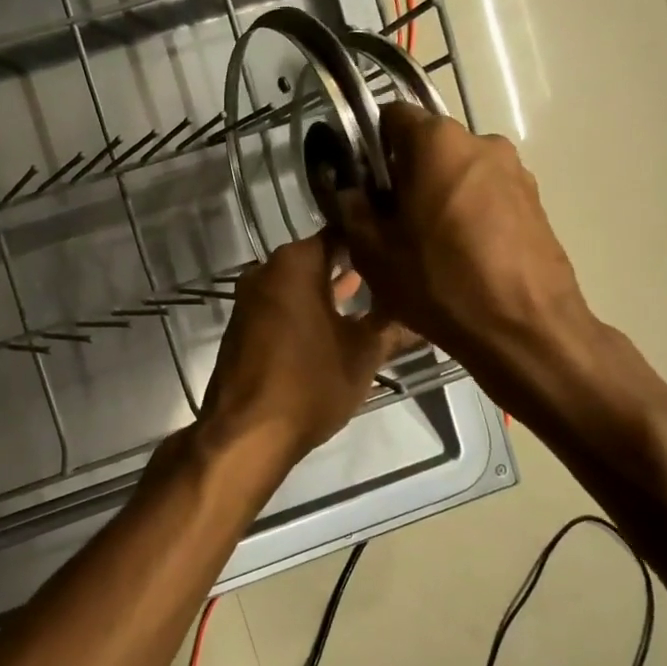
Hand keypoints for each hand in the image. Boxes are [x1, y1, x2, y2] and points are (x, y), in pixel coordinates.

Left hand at [198, 234, 413, 464]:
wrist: (247, 431)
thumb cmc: (311, 383)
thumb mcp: (364, 353)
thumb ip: (393, 326)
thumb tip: (423, 313)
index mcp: (295, 263)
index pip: (341, 234)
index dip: (373, 240)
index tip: (402, 248)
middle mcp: (267, 270)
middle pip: (317, 257)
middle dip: (353, 266)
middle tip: (395, 274)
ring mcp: (250, 298)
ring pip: (298, 282)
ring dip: (330, 290)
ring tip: (373, 298)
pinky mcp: (243, 325)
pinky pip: (282, 304)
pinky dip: (307, 308)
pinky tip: (336, 323)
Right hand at [326, 102, 603, 420]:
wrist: (525, 329)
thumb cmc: (439, 282)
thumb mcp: (373, 251)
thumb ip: (352, 210)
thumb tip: (350, 192)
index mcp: (437, 142)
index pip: (392, 115)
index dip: (370, 145)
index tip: (364, 183)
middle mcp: (481, 141)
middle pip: (428, 145)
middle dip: (405, 173)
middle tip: (389, 221)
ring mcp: (515, 171)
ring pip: (458, 170)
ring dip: (437, 194)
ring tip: (427, 244)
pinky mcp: (535, 201)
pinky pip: (486, 194)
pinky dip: (467, 212)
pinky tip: (460, 255)